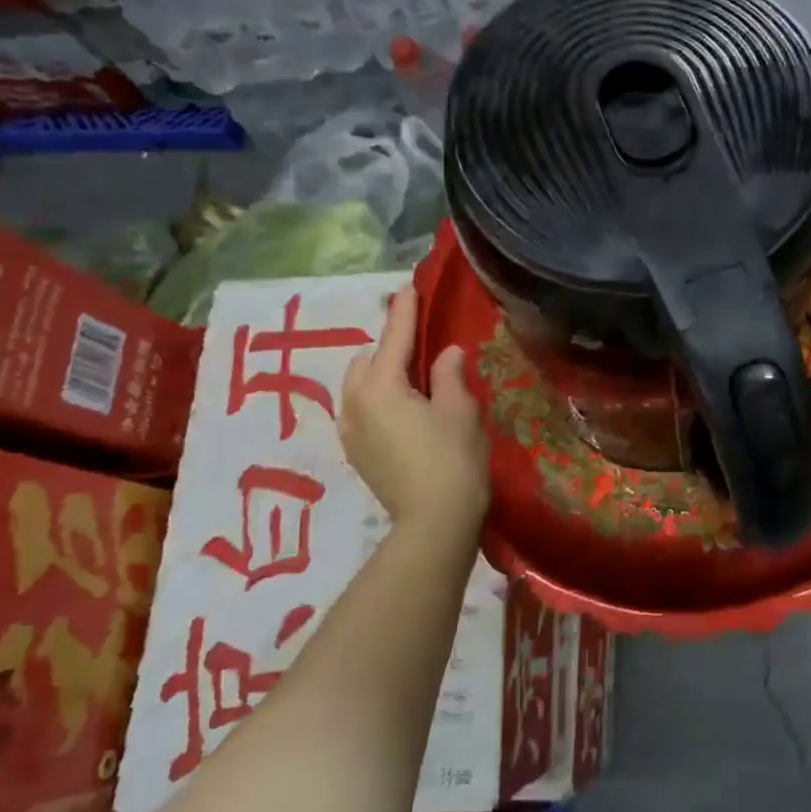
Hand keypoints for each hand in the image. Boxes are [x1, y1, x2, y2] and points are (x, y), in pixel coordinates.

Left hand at [339, 284, 489, 535]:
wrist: (433, 523)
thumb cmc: (453, 460)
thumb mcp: (459, 409)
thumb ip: (449, 374)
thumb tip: (446, 353)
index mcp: (380, 387)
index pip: (394, 338)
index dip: (404, 312)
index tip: (408, 288)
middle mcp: (355, 404)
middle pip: (367, 361)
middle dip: (389, 348)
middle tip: (420, 348)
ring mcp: (350, 431)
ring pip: (359, 386)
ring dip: (381, 375)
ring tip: (412, 381)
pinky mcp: (355, 453)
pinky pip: (361, 410)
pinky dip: (378, 399)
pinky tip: (403, 412)